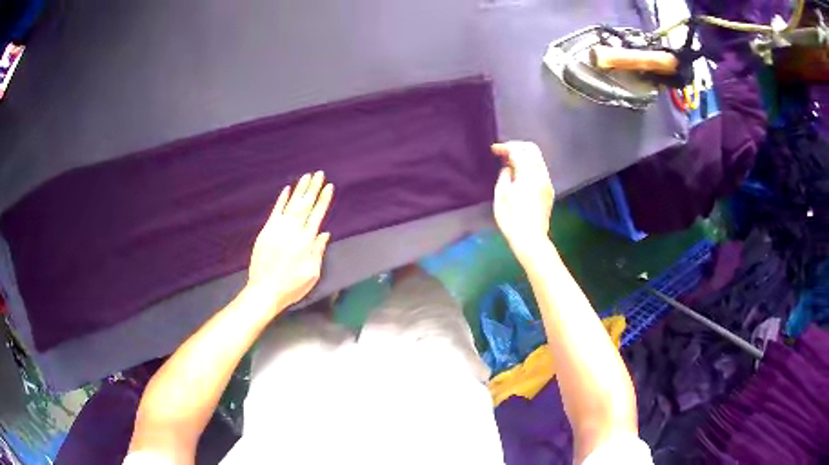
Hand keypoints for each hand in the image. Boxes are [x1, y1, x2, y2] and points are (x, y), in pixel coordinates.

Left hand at [247, 171, 333, 310]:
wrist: (265, 290)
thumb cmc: (291, 285)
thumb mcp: (312, 273)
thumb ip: (318, 251)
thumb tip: (324, 233)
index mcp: (306, 241)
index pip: (317, 215)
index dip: (323, 200)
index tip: (329, 187)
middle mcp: (293, 231)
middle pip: (305, 205)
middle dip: (313, 189)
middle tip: (319, 174)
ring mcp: (277, 229)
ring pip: (291, 204)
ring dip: (300, 190)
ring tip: (307, 176)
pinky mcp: (266, 231)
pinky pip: (275, 211)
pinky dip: (282, 200)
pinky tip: (287, 189)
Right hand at [491, 141, 554, 256]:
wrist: (531, 239)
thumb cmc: (512, 219)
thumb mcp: (501, 196)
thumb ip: (504, 176)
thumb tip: (508, 168)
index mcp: (528, 174)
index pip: (518, 150)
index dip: (505, 147)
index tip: (493, 150)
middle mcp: (541, 174)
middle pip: (532, 149)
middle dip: (517, 147)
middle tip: (503, 153)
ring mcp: (547, 182)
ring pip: (538, 159)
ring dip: (524, 156)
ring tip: (510, 163)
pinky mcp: (549, 191)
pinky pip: (540, 170)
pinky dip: (530, 166)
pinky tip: (520, 175)